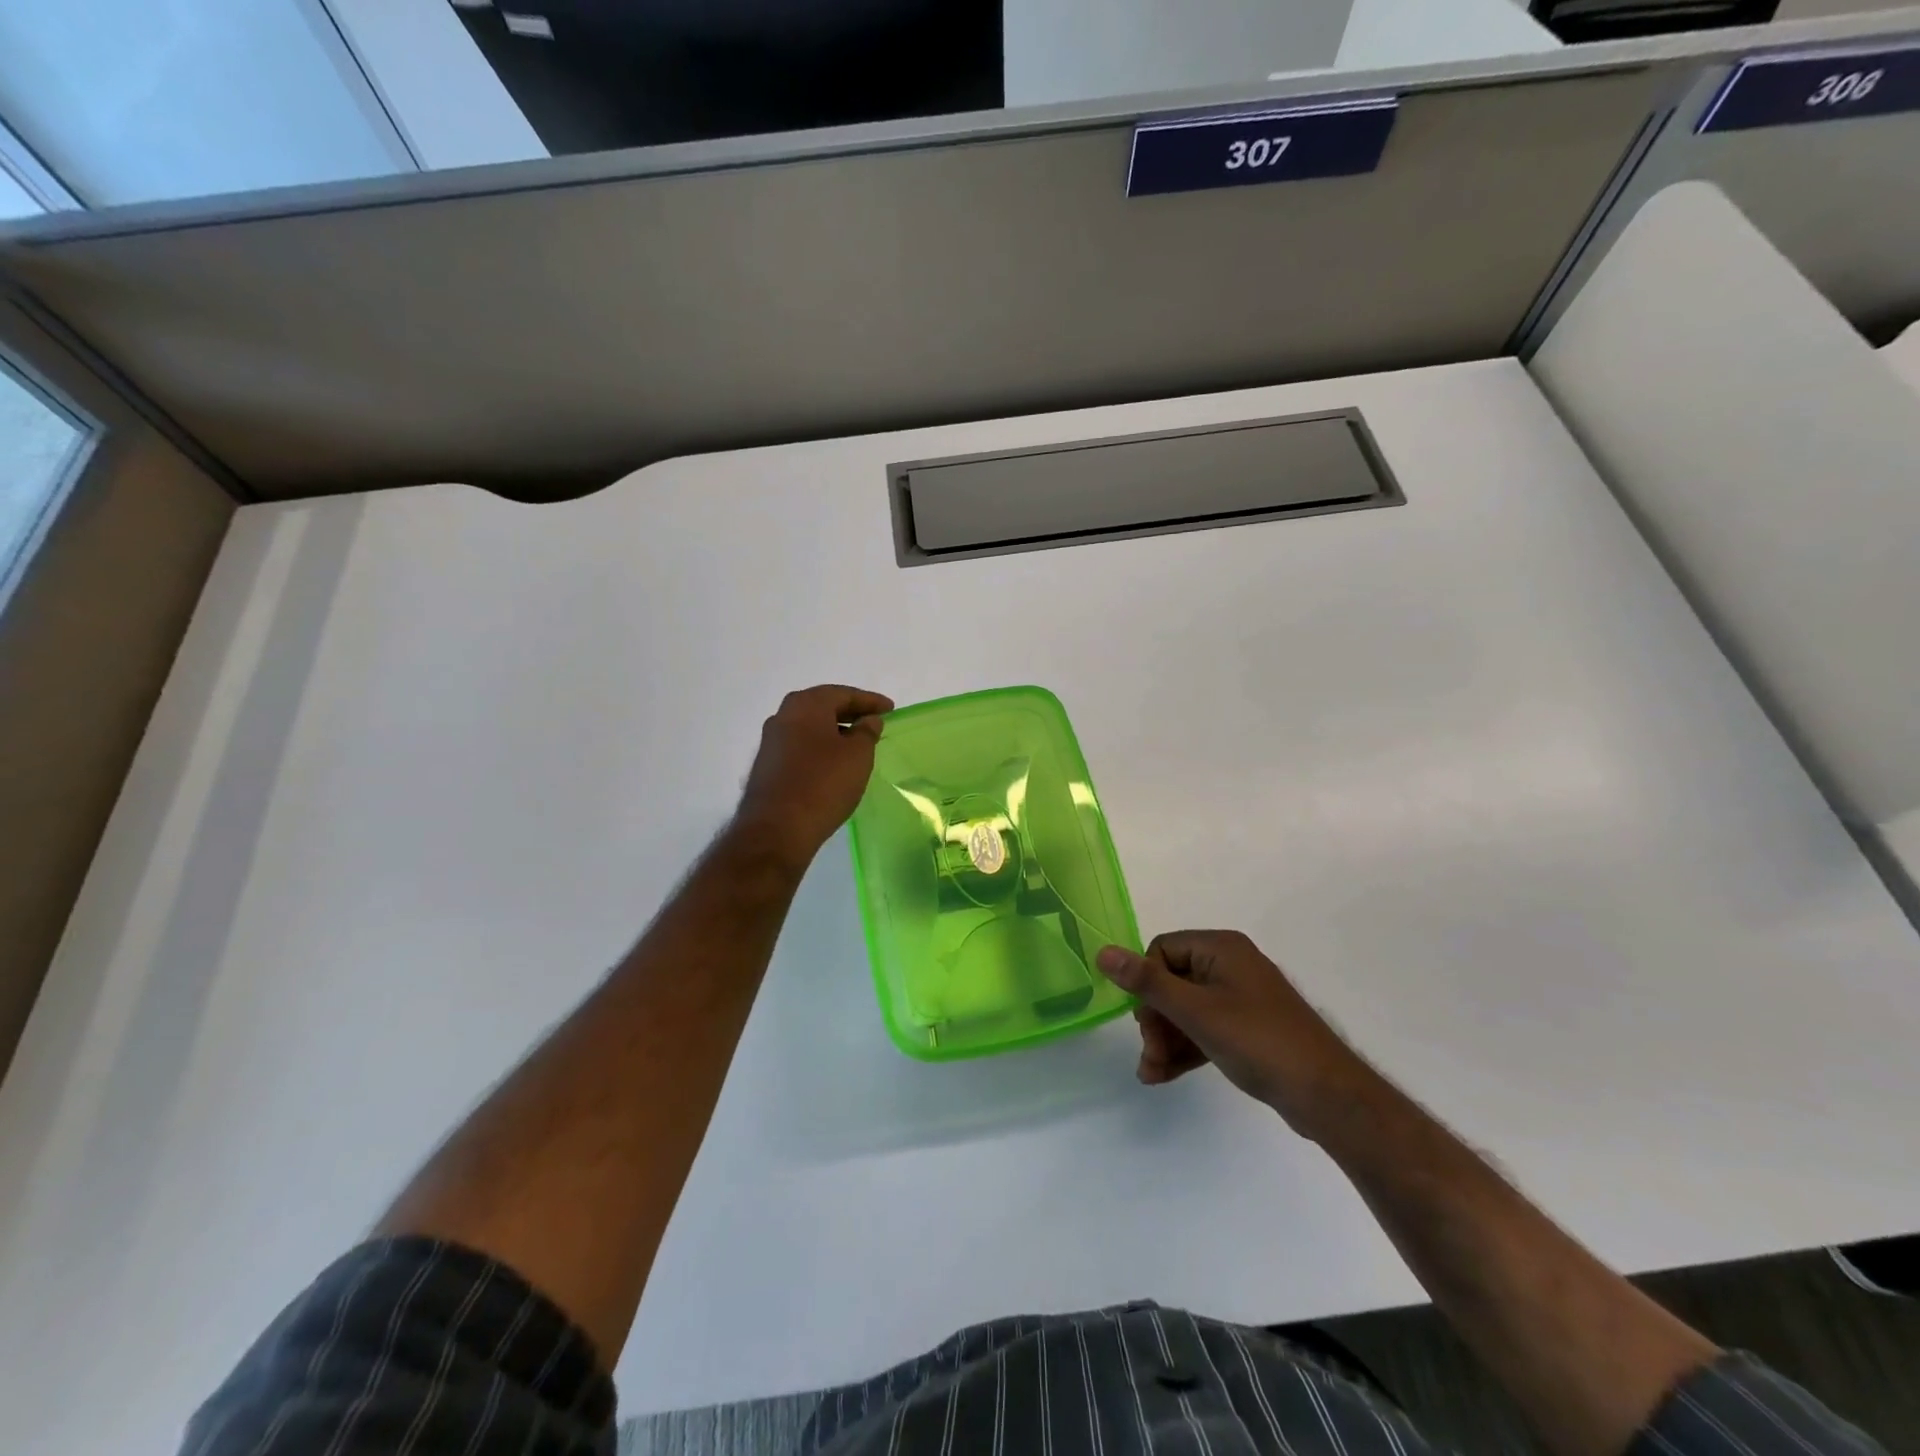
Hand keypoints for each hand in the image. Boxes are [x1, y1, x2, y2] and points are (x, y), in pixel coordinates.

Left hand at [734, 685, 892, 870]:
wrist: (777, 829)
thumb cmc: (824, 784)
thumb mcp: (858, 756)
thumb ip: (867, 732)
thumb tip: (868, 720)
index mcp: (806, 705)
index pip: (844, 694)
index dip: (870, 701)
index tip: (890, 709)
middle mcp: (783, 716)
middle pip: (823, 706)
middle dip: (850, 712)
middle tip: (874, 721)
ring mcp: (771, 741)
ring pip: (809, 726)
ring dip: (834, 730)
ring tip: (857, 743)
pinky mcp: (767, 765)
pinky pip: (800, 745)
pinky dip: (820, 747)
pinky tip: (833, 762)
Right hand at [1096, 931, 1378, 1141]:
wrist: (1327, 1096)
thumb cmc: (1258, 1041)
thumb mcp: (1196, 1012)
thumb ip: (1147, 983)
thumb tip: (1102, 951)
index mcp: (1221, 948)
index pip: (1162, 950)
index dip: (1147, 984)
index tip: (1146, 1020)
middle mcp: (1230, 965)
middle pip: (1172, 982)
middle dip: (1155, 1020)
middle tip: (1150, 1053)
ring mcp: (1241, 998)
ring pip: (1186, 1010)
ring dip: (1165, 1039)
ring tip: (1151, 1074)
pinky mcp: (1248, 1028)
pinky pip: (1204, 1029)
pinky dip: (1185, 1048)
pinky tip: (1164, 1075)